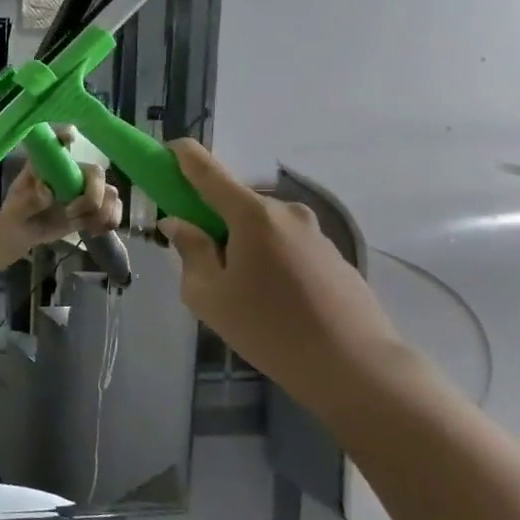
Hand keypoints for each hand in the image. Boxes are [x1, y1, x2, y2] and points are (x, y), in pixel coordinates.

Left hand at [0, 127, 122, 244]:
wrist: (23, 232)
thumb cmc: (17, 211)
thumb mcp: (17, 207)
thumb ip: (31, 200)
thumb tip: (47, 192)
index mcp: (50, 165)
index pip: (60, 143)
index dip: (67, 136)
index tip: (69, 139)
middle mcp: (72, 172)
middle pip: (96, 173)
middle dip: (91, 197)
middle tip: (69, 213)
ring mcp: (85, 189)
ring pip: (110, 193)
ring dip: (102, 212)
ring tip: (85, 226)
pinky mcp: (94, 207)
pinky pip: (114, 209)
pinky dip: (110, 221)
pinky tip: (93, 231)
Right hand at [155, 139, 412, 412]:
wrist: (356, 366)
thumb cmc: (268, 328)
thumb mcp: (208, 295)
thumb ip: (189, 251)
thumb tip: (179, 223)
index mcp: (251, 215)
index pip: (206, 169)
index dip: (181, 157)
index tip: (164, 153)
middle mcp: (284, 212)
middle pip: (233, 202)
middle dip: (209, 219)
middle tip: (198, 262)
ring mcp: (313, 232)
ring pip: (259, 226)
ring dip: (240, 243)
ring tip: (239, 293)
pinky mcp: (331, 255)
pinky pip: (284, 245)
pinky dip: (266, 259)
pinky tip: (271, 301)